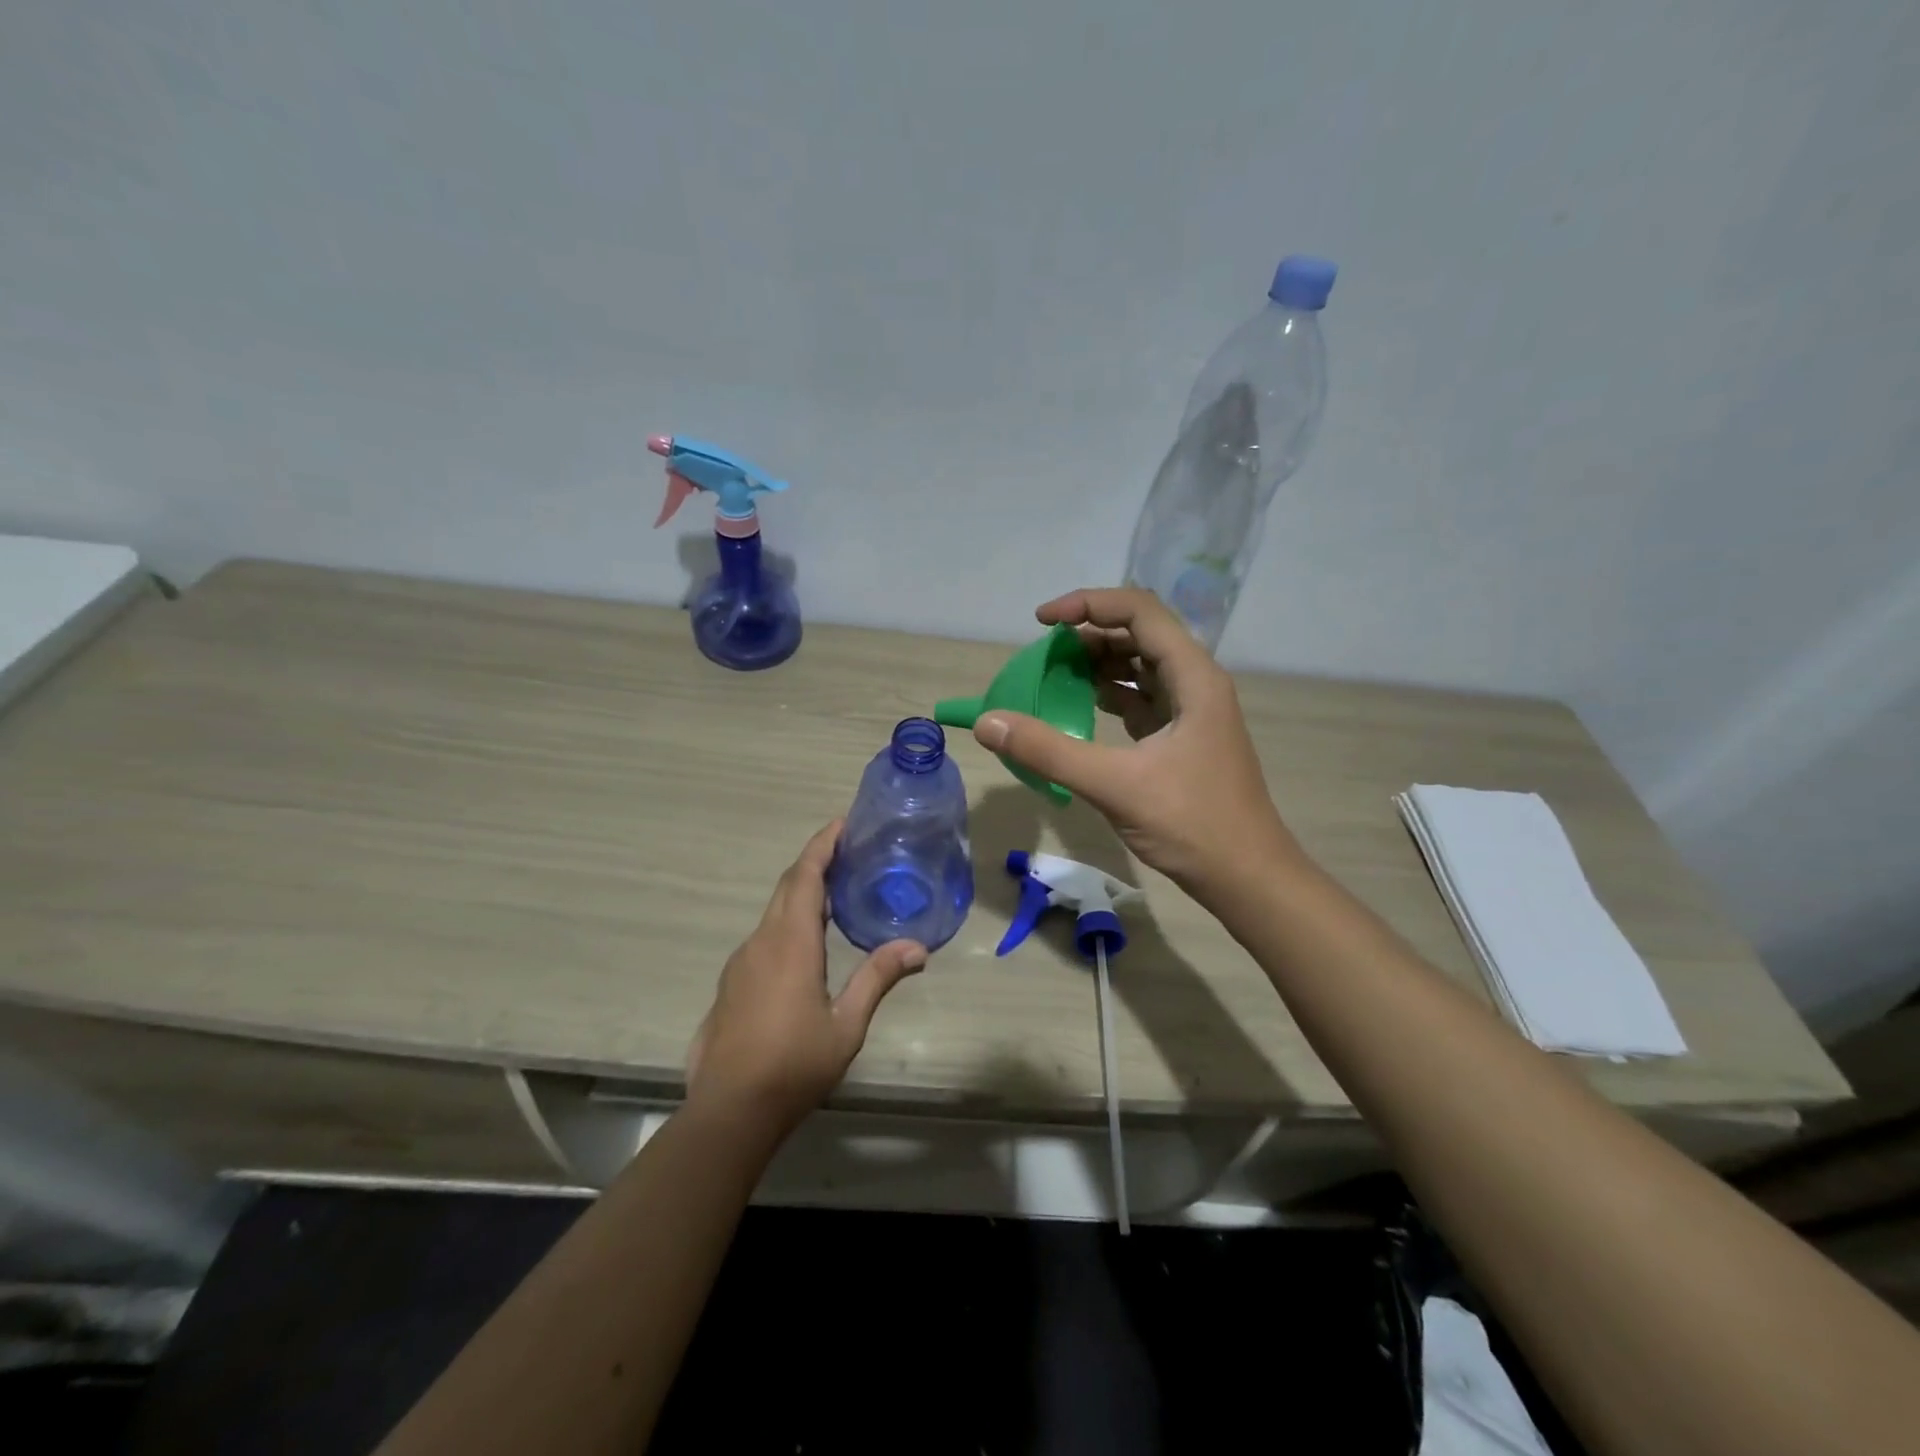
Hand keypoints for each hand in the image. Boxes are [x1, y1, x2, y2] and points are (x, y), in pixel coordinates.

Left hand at [686, 821, 925, 1134]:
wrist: (730, 1110)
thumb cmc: (794, 1064)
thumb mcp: (846, 1024)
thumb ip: (878, 978)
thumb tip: (918, 947)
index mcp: (791, 942)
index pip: (805, 876)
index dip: (822, 845)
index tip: (842, 824)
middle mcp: (761, 941)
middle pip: (787, 886)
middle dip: (814, 862)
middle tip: (846, 852)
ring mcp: (741, 963)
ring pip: (773, 913)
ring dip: (801, 894)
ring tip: (834, 896)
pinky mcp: (731, 984)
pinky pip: (763, 938)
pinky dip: (787, 923)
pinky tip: (805, 947)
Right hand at [974, 587, 1297, 903]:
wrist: (1247, 877)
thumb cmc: (1192, 824)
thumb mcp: (1115, 784)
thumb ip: (1048, 751)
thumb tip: (988, 723)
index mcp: (1193, 676)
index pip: (1139, 611)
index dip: (1087, 604)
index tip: (1041, 622)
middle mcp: (1196, 682)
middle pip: (1139, 633)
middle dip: (1088, 634)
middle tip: (1043, 655)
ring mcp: (1192, 711)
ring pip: (1141, 666)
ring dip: (1098, 664)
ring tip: (1054, 676)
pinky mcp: (1183, 737)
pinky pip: (1142, 698)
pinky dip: (1110, 695)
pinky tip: (1081, 707)